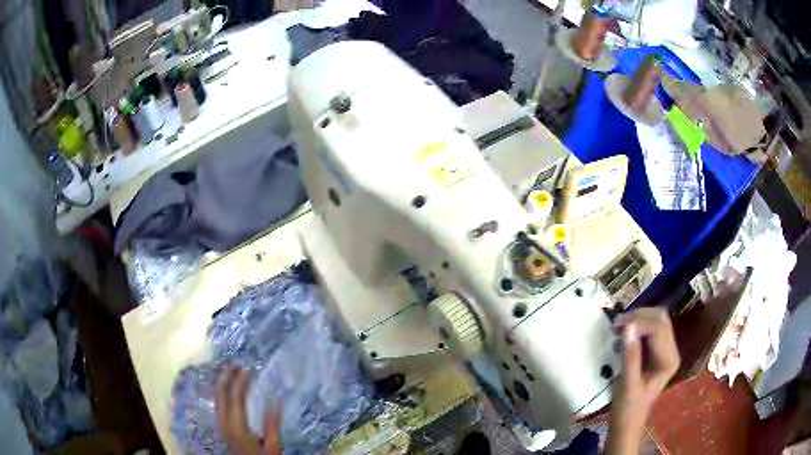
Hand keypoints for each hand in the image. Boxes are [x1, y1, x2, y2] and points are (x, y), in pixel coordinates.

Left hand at [215, 367, 281, 454]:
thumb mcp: (273, 445)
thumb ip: (272, 423)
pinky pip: (217, 404)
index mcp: (238, 427)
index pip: (236, 398)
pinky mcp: (221, 427)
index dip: (240, 382)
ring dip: (222, 383)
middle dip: (226, 377)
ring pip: (216, 398)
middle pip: (220, 394)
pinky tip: (228, 389)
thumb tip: (276, 400)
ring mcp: (220, 425)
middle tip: (235, 364)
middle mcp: (224, 423)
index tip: (248, 369)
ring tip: (231, 372)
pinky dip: (221, 392)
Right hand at [606, 308, 679, 453]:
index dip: (639, 323)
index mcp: (669, 359)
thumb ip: (630, 356)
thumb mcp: (627, 384)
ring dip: (637, 319)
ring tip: (617, 327)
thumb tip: (628, 327)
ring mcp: (664, 350)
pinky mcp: (656, 352)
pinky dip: (637, 326)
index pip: (659, 328)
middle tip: (616, 324)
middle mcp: (671, 350)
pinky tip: (623, 333)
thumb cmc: (627, 408)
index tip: (617, 327)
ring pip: (656, 320)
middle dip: (639, 317)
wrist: (627, 423)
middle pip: (660, 319)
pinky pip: (650, 329)